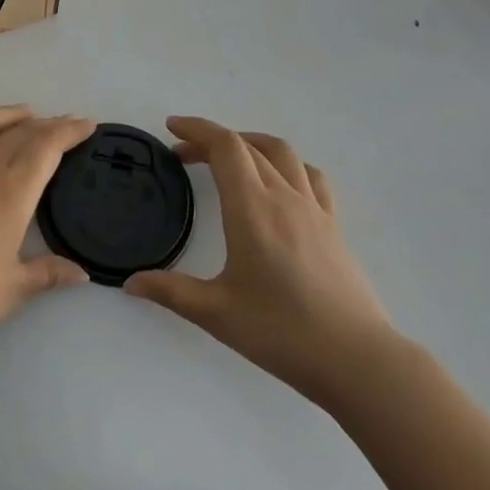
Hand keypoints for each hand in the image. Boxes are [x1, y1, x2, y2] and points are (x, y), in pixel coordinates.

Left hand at [0, 107, 95, 346]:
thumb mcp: (14, 288)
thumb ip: (48, 274)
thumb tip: (81, 273)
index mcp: (13, 191)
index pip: (47, 147)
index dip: (68, 132)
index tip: (87, 124)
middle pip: (19, 133)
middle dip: (47, 124)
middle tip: (65, 123)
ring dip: (6, 115)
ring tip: (24, 113)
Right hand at [124, 116, 399, 407]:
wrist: (359, 361)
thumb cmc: (282, 332)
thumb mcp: (216, 313)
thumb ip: (170, 292)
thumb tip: (130, 283)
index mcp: (252, 208)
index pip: (224, 146)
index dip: (196, 129)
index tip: (172, 128)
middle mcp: (283, 197)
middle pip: (247, 146)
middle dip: (212, 140)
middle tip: (185, 155)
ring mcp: (314, 209)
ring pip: (282, 153)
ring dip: (250, 143)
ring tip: (230, 157)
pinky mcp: (334, 226)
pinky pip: (310, 176)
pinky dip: (286, 165)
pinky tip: (278, 183)